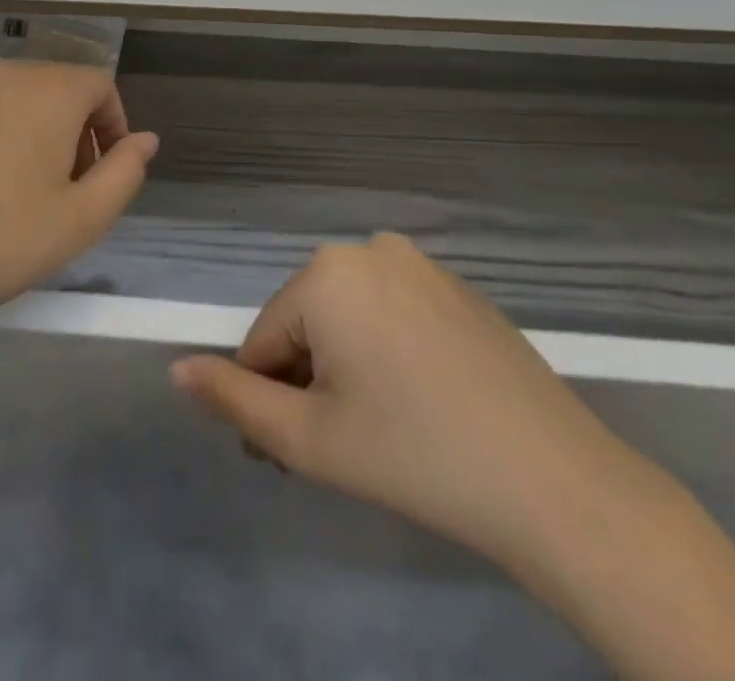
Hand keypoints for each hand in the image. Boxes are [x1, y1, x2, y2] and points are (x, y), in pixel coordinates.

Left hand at [0, 60, 159, 310]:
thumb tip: (145, 139)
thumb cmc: (11, 236)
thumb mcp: (86, 217)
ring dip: (21, 123)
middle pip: (51, 84)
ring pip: (4, 94)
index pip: (98, 84)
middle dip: (68, 123)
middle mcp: (1, 73)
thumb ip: (126, 170)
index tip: (102, 166)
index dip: (111, 122)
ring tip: (11, 178)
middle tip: (61, 178)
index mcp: (49, 91)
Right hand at [170, 234, 664, 571]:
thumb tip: (176, 368)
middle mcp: (369, 249)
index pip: (265, 338)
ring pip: (350, 318)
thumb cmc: (415, 456)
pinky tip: (422, 406)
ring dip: (345, 368)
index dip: (269, 398)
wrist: (557, 485)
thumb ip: (234, 398)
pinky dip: (388, 353)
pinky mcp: (458, 288)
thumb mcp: (309, 439)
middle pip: (308, 322)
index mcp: (327, 273)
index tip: (290, 455)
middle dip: (307, 382)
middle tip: (339, 449)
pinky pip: (394, 314)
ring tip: (379, 433)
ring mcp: (420, 264)